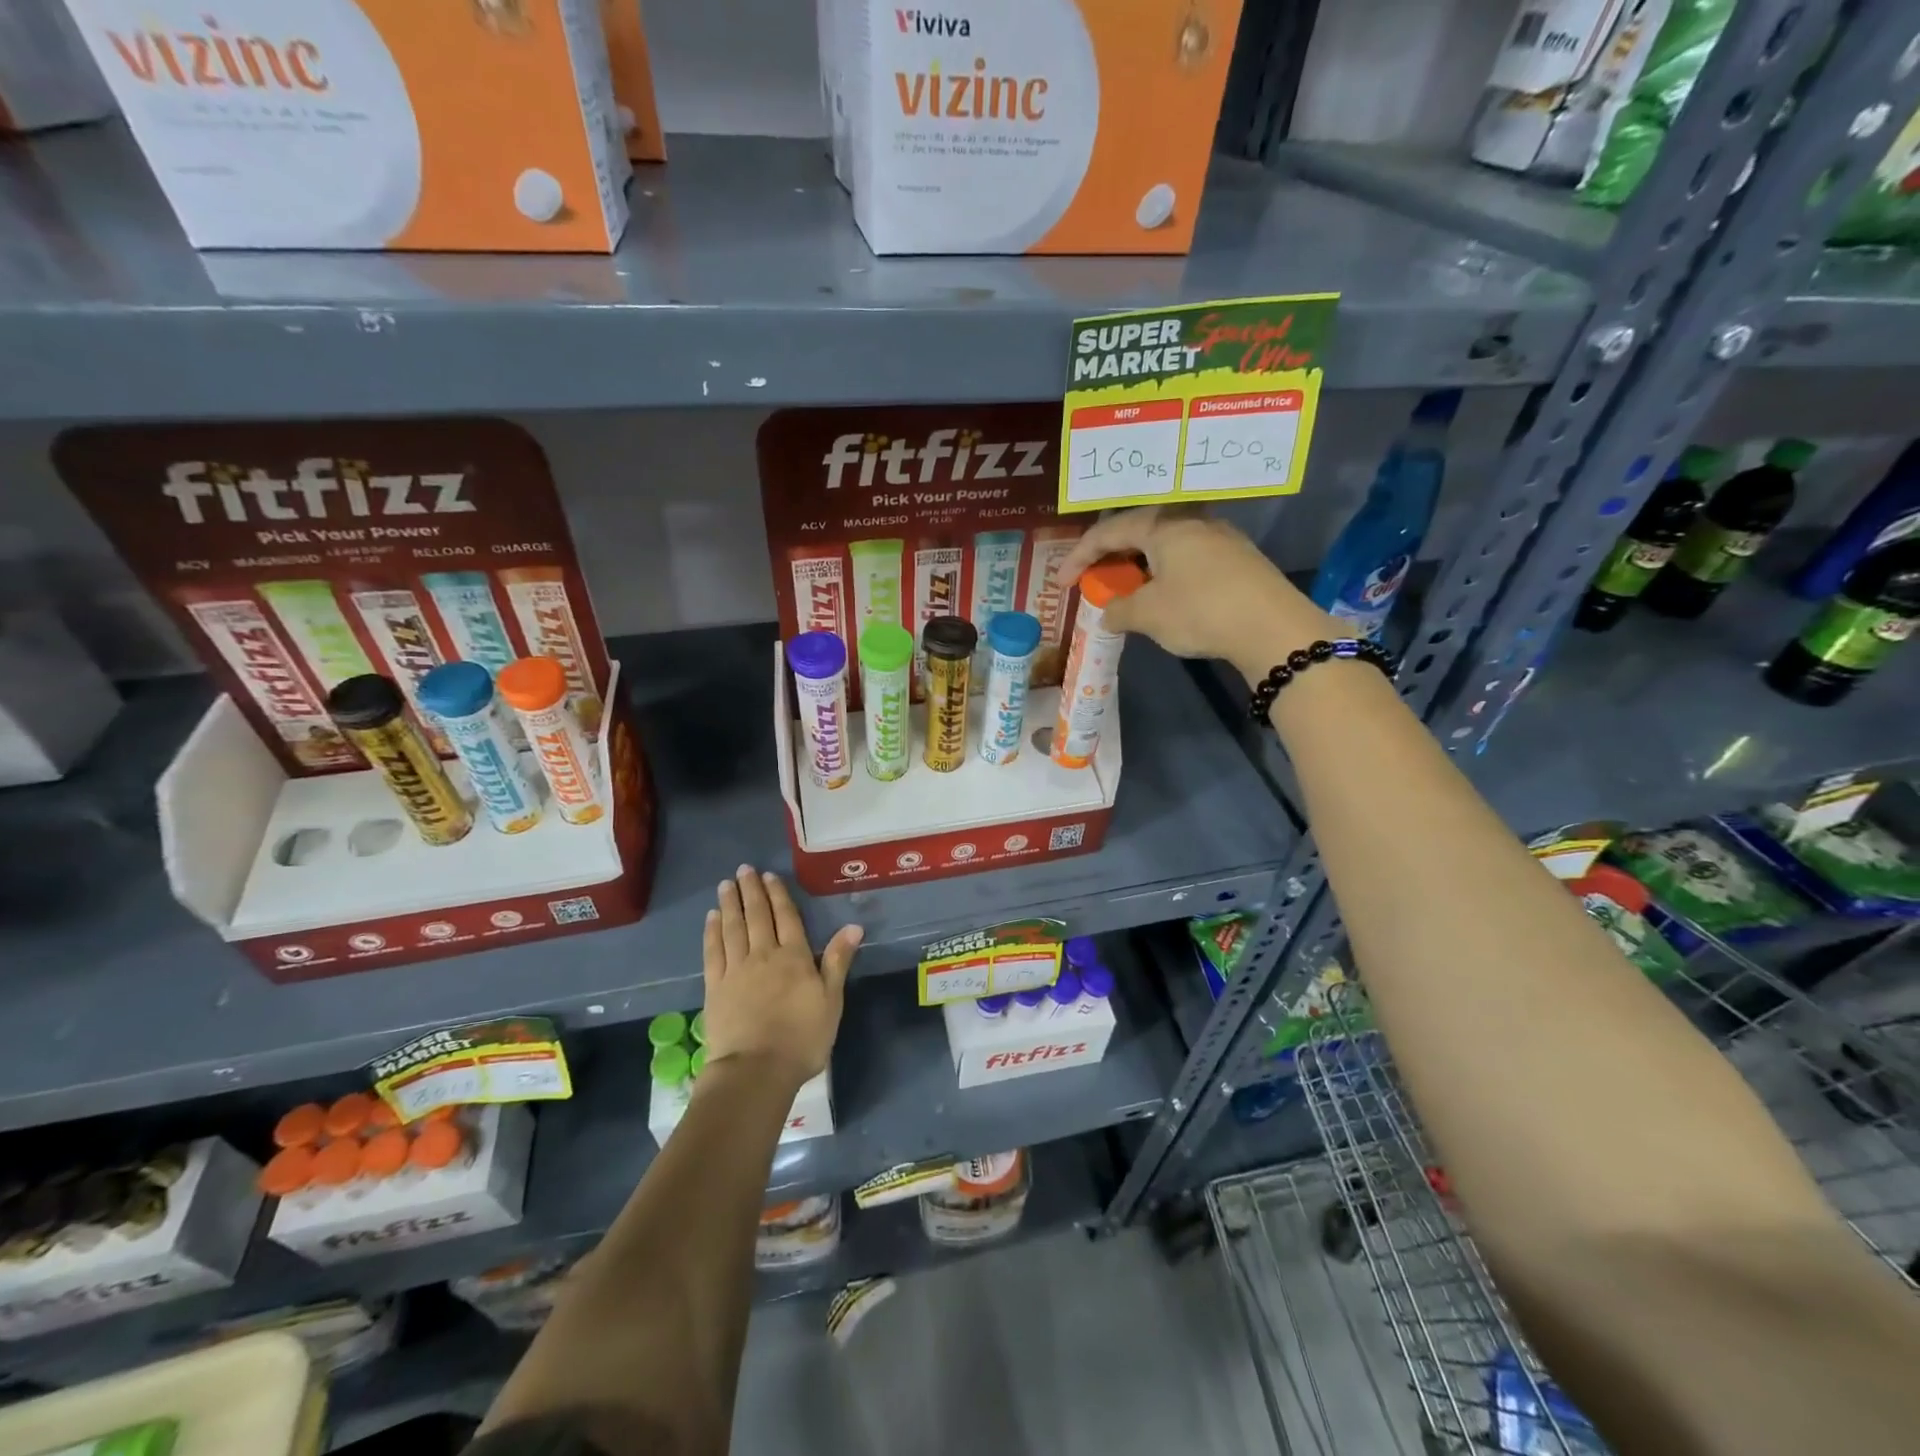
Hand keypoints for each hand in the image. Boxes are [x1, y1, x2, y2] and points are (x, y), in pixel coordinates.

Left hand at [700, 865, 862, 1091]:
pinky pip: (713, 951)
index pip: (786, 917)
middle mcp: (763, 955)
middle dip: (750, 891)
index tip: (768, 875)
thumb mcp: (831, 1000)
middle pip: (756, 916)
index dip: (778, 895)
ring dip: (729, 904)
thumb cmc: (802, 1038)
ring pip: (732, 928)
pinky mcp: (715, 987)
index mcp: (794, 956)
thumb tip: (853, 926)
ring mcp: (736, 970)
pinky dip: (712, 932)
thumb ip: (837, 961)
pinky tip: (711, 919)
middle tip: (743, 870)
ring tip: (725, 885)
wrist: (756, 1070)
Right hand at [1056, 507, 1340, 681]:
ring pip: (1165, 544)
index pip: (1108, 532)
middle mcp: (1191, 520)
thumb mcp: (1148, 614)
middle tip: (1094, 581)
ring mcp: (1219, 537)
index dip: (1079, 557)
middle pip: (1138, 531)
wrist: (1274, 628)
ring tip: (1127, 591)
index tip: (1061, 584)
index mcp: (1163, 525)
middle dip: (1110, 557)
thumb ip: (1119, 609)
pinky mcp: (1237, 558)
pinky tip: (1164, 596)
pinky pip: (1187, 557)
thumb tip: (1109, 611)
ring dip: (1139, 566)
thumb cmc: (1201, 611)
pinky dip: (1164, 572)